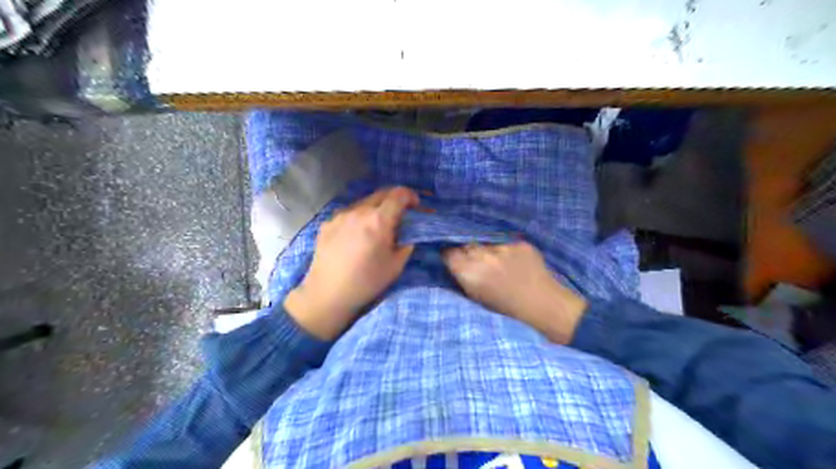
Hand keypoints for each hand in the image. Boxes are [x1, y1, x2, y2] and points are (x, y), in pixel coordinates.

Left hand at [286, 187, 418, 340]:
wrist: (328, 294)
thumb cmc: (367, 282)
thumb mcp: (396, 265)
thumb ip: (406, 243)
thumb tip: (409, 232)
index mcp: (378, 220)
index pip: (399, 194)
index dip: (411, 196)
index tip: (415, 206)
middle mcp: (359, 211)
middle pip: (381, 193)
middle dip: (395, 199)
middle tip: (400, 214)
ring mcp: (340, 215)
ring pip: (364, 202)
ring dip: (376, 208)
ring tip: (377, 227)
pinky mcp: (327, 223)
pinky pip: (349, 214)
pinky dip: (359, 218)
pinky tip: (357, 236)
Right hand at [444, 241, 585, 343]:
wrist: (544, 306)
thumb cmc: (506, 310)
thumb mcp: (476, 298)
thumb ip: (463, 279)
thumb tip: (454, 263)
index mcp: (469, 273)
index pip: (449, 253)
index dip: (451, 256)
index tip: (454, 260)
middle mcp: (483, 256)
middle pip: (467, 245)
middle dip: (468, 252)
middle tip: (476, 263)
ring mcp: (503, 248)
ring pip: (487, 244)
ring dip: (488, 251)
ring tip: (499, 265)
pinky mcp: (519, 244)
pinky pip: (506, 244)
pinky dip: (507, 252)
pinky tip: (515, 264)